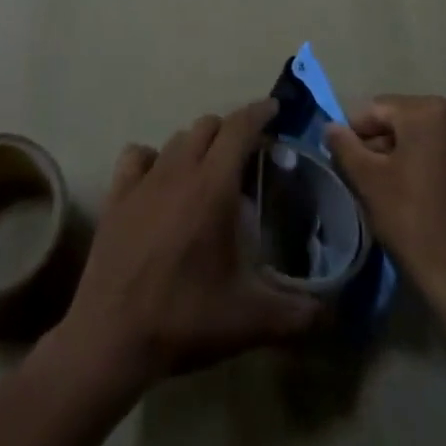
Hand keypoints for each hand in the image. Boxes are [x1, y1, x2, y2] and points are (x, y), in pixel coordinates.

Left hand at [53, 100, 321, 388]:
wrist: (112, 337)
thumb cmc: (185, 318)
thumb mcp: (251, 320)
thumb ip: (299, 313)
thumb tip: (334, 311)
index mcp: (213, 186)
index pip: (239, 128)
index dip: (259, 112)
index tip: (276, 109)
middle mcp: (178, 170)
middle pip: (208, 126)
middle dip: (232, 130)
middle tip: (249, 155)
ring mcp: (143, 180)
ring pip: (176, 139)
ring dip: (198, 144)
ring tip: (210, 170)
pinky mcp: (116, 195)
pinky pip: (138, 156)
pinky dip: (155, 158)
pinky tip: (161, 179)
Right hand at [324, 95, 445, 308]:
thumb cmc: (412, 219)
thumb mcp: (368, 180)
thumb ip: (344, 145)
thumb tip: (331, 128)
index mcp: (430, 111)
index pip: (378, 110)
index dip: (356, 133)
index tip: (346, 162)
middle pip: (406, 121)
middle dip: (384, 143)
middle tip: (368, 177)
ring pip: (430, 139)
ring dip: (409, 155)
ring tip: (395, 189)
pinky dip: (435, 167)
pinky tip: (426, 198)